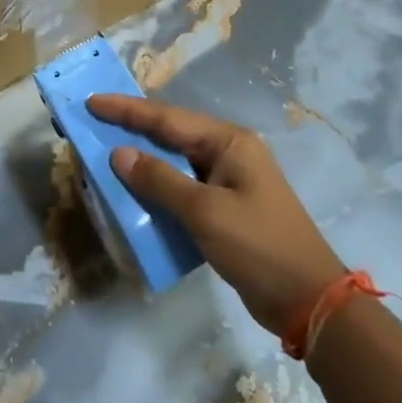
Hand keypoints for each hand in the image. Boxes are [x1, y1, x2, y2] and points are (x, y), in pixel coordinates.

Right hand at [91, 94, 344, 334]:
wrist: (309, 301)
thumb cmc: (258, 246)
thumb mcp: (205, 212)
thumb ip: (160, 180)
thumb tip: (119, 154)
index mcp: (229, 141)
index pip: (168, 118)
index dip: (127, 110)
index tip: (92, 101)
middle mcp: (228, 152)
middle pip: (171, 133)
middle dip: (132, 128)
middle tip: (93, 122)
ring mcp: (229, 180)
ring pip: (175, 160)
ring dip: (143, 159)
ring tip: (106, 153)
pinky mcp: (226, 206)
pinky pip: (182, 186)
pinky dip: (158, 186)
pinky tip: (136, 192)